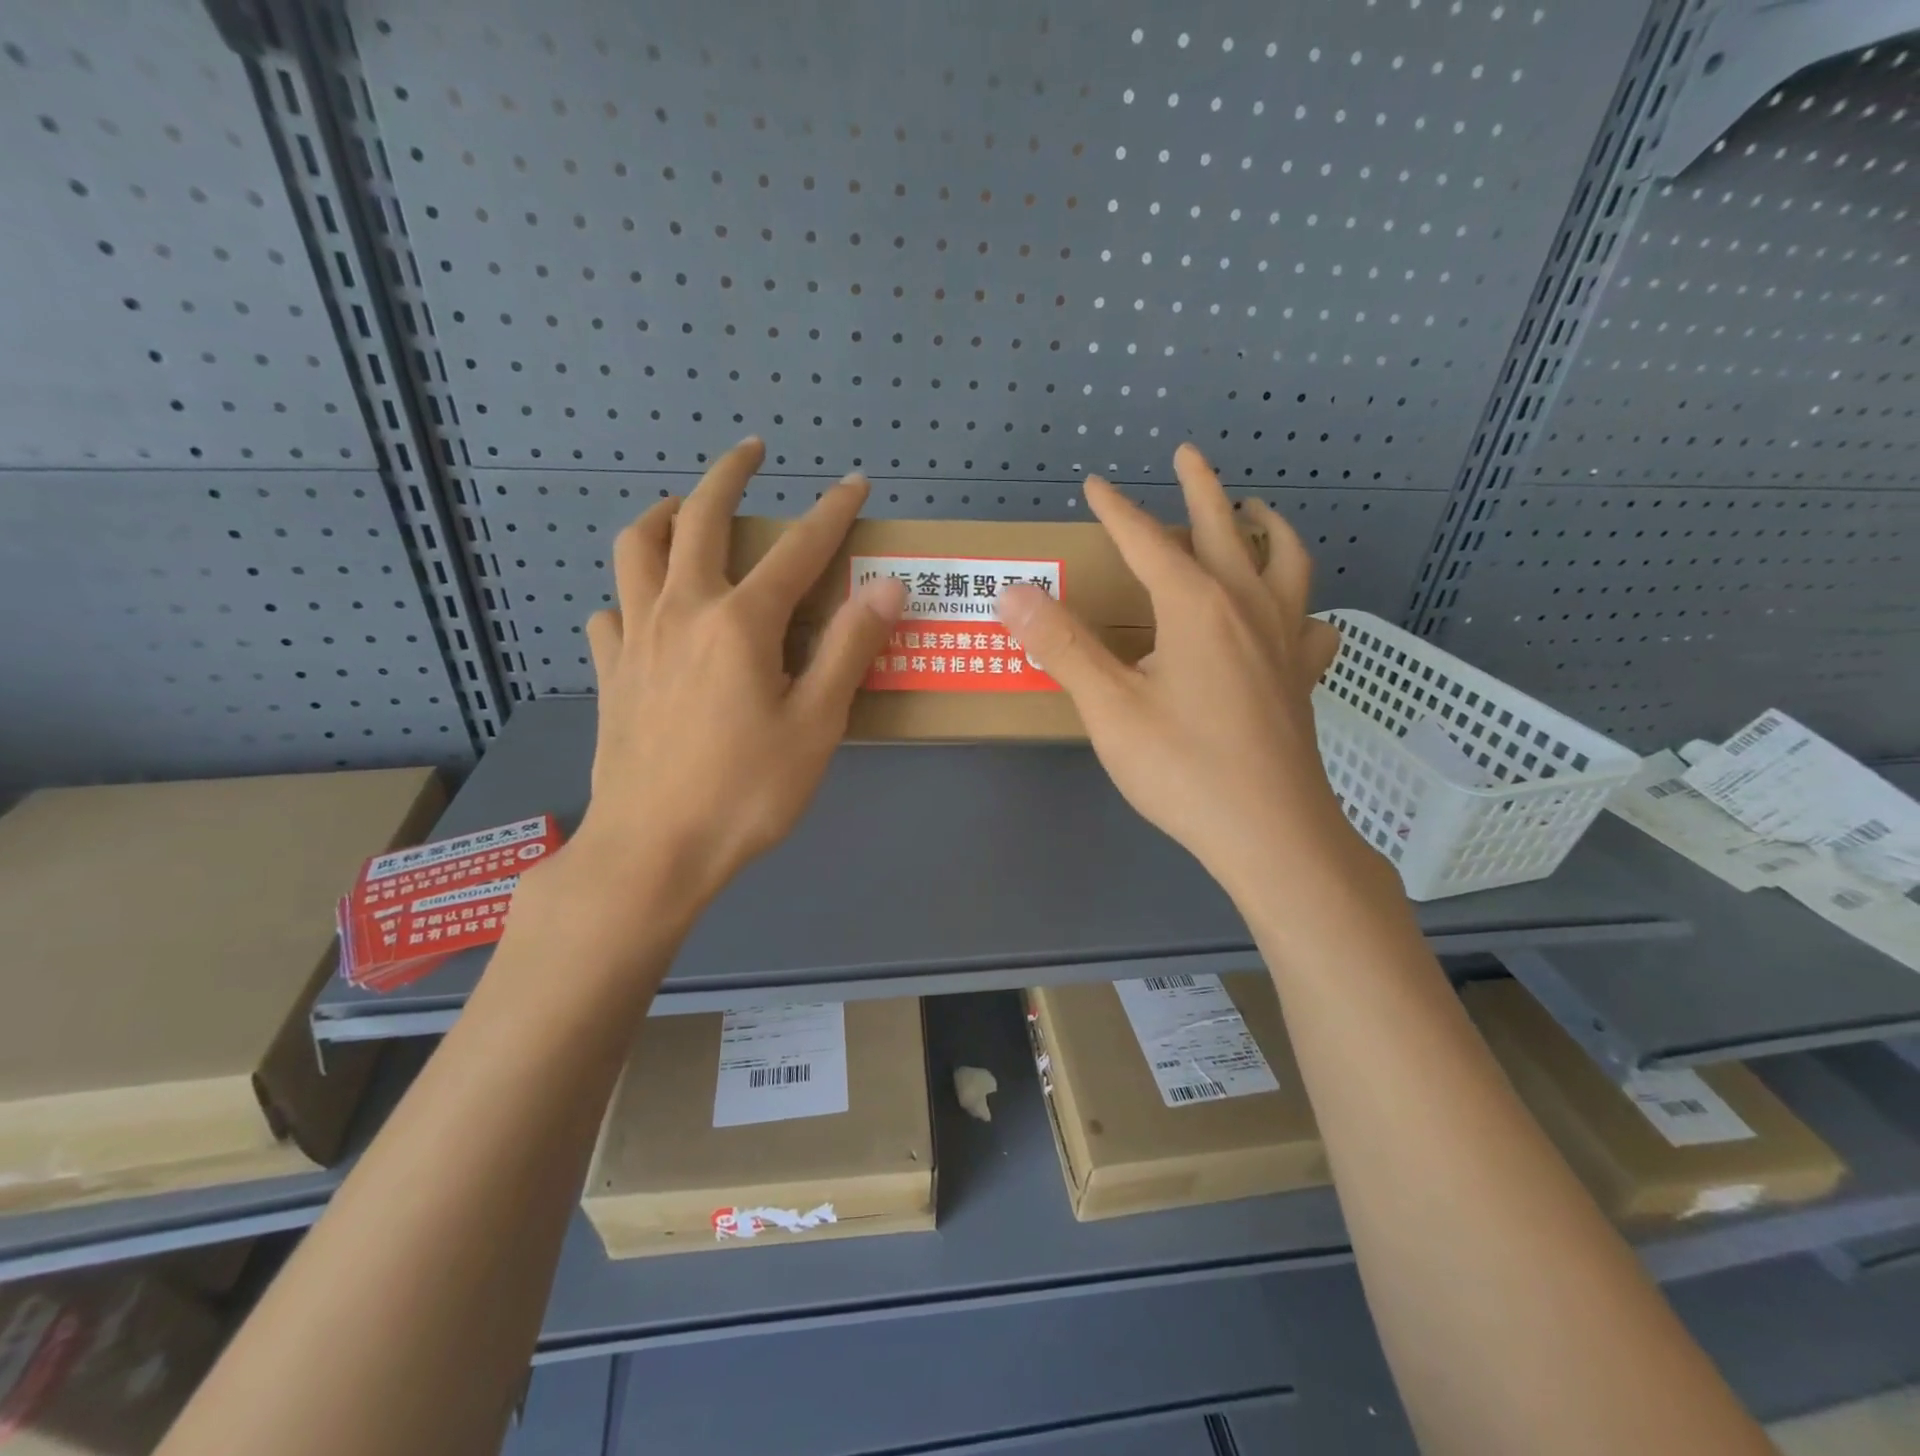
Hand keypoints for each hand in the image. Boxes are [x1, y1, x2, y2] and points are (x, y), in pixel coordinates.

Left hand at [561, 438, 905, 921]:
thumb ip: (849, 650)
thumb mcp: (816, 725)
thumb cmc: (746, 793)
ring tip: (682, 509)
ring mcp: (635, 639)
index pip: (797, 548)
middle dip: (729, 474)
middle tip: (751, 452)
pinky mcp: (610, 673)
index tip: (854, 484)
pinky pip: (611, 611)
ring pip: (635, 549)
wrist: (653, 850)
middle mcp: (681, 611)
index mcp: (741, 622)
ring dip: (662, 515)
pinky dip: (631, 594)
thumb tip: (885, 587)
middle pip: (697, 518)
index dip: (831, 512)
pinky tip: (647, 611)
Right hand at [995, 444, 1367, 900]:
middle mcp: (1246, 606)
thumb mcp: (1109, 708)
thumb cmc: (1183, 769)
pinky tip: (1291, 614)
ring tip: (1254, 511)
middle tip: (1188, 454)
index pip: (1147, 541)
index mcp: (1195, 605)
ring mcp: (1284, 640)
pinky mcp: (1301, 676)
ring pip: (1285, 562)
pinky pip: (1309, 622)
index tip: (1094, 484)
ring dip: (1266, 527)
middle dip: (1201, 487)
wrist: (1270, 833)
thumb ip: (1062, 646)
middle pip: (1225, 529)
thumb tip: (1013, 592)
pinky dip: (1299, 603)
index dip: (1116, 511)